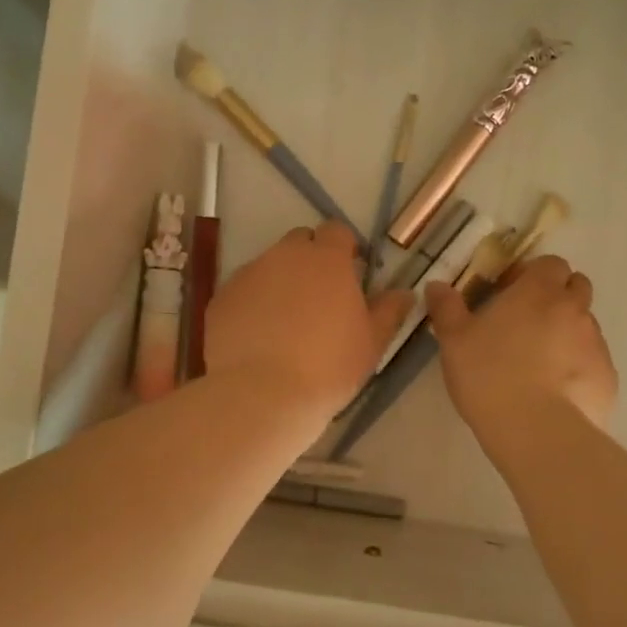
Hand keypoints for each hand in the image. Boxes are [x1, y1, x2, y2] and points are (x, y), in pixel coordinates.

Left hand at [206, 223, 412, 418]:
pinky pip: (243, 291)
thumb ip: (390, 311)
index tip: (351, 273)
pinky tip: (259, 337)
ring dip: (280, 282)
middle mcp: (284, 256)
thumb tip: (405, 293)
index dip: (345, 249)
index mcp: (326, 259)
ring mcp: (248, 275)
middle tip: (320, 297)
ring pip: (269, 266)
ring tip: (286, 322)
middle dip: (310, 260)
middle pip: (300, 242)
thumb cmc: (328, 367)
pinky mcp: (221, 299)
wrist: (262, 395)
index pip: (337, 231)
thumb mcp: (372, 343)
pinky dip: (253, 304)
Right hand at [425, 255, 617, 453]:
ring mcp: (596, 343)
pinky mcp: (607, 377)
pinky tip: (555, 392)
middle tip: (526, 323)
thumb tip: (437, 285)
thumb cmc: (488, 374)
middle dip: (556, 297)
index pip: (550, 263)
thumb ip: (447, 307)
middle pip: (576, 287)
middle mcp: (575, 309)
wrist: (536, 430)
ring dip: (566, 333)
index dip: (532, 274)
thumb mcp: (454, 340)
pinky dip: (577, 367)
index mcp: (539, 291)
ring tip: (538, 364)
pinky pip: (592, 361)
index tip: (510, 293)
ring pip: (585, 326)